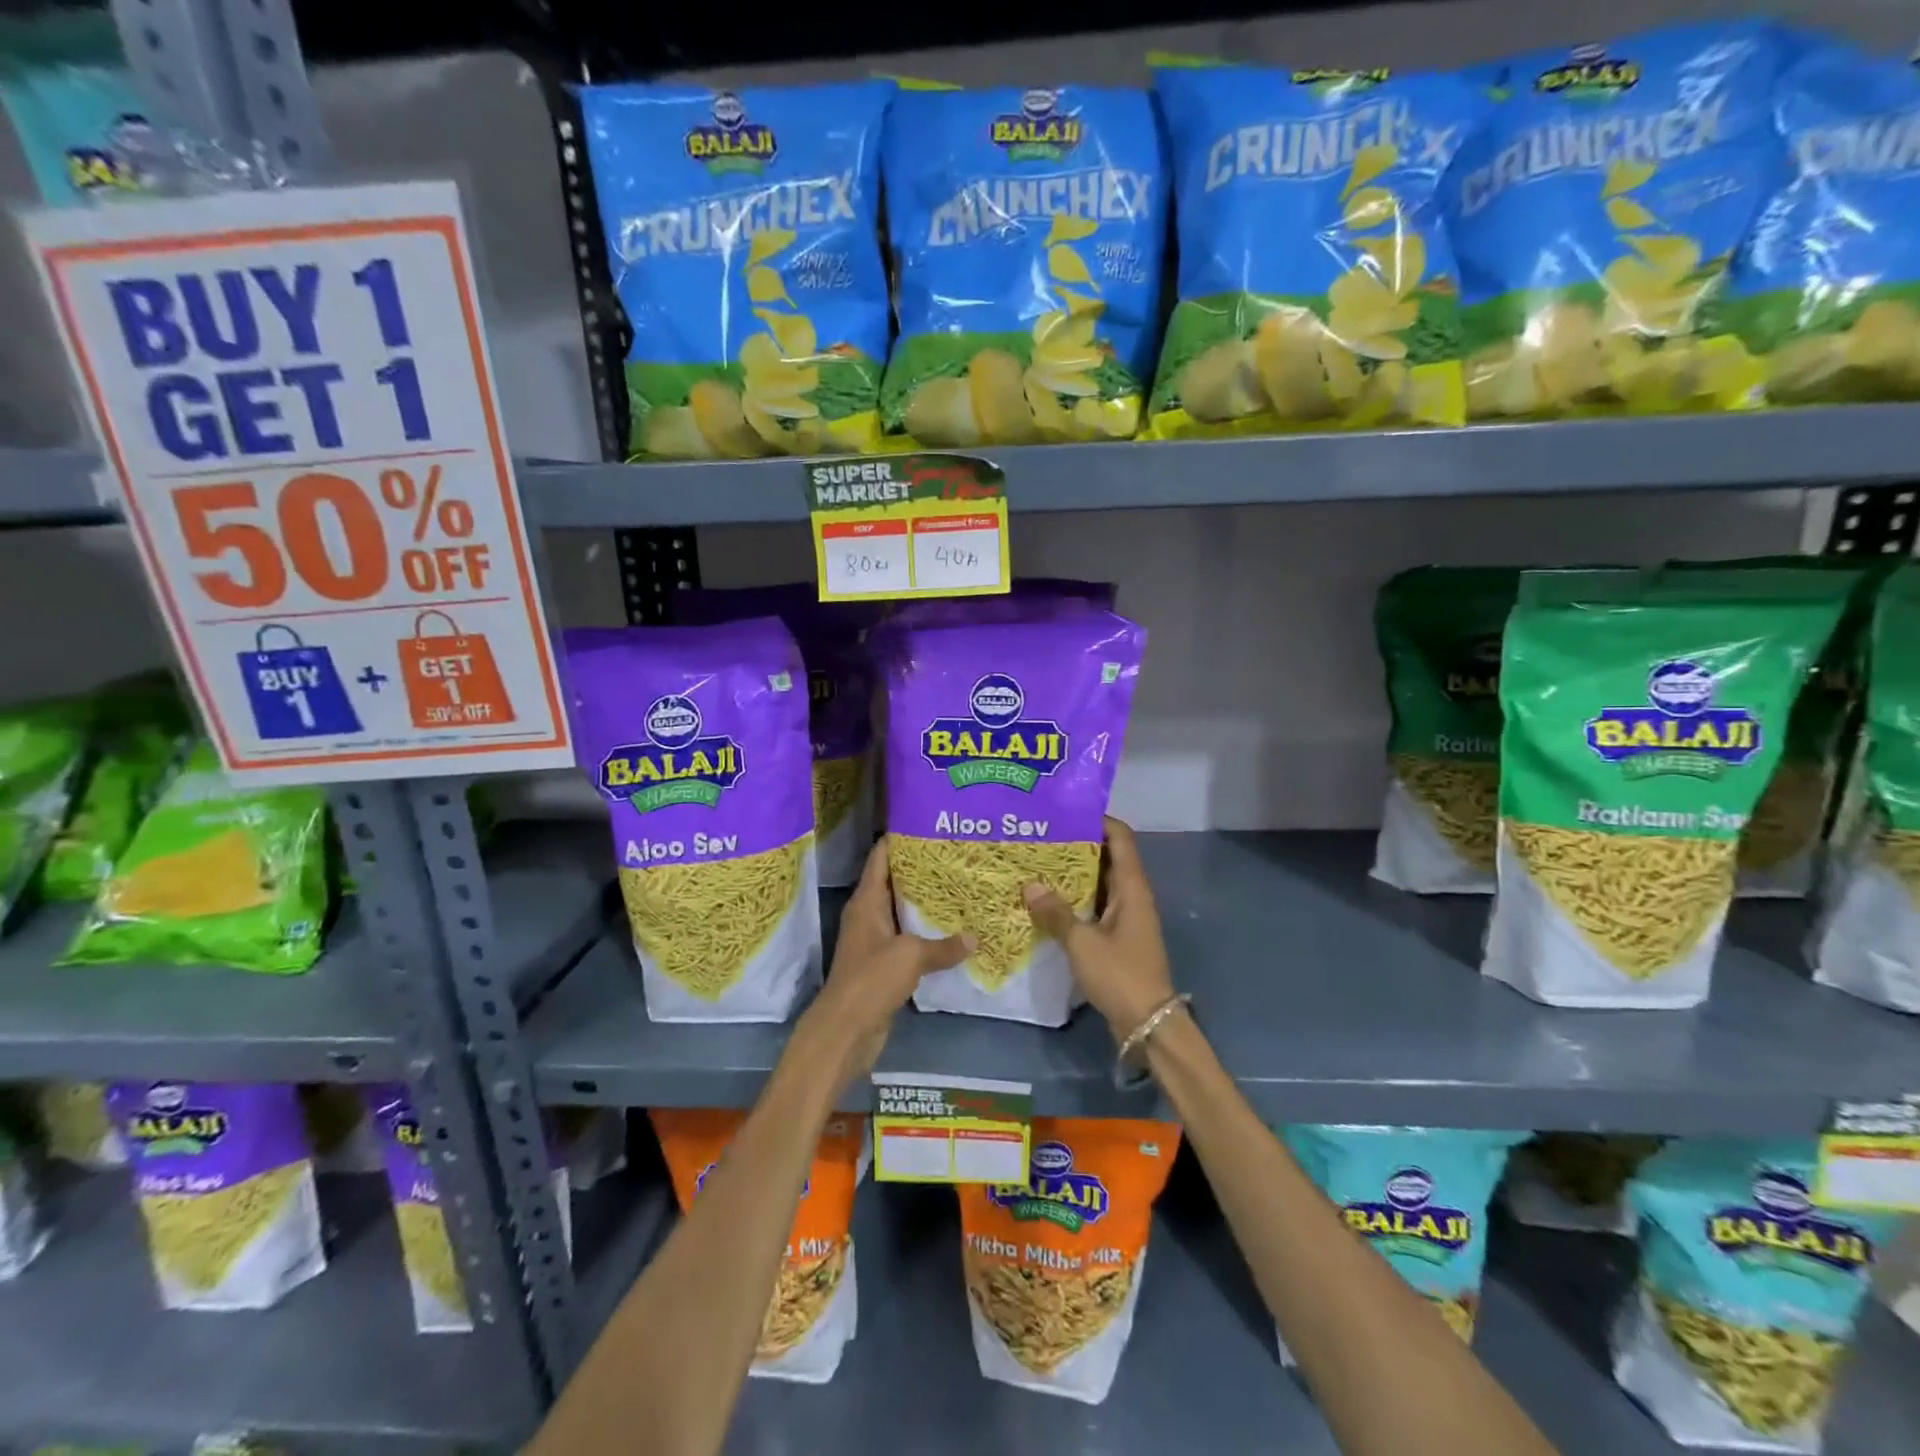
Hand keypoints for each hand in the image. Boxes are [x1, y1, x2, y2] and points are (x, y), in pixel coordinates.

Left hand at [801, 839, 971, 1084]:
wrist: (845, 1030)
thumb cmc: (871, 979)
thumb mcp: (911, 956)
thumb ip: (943, 946)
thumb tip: (974, 938)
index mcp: (866, 901)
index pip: (880, 857)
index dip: (899, 838)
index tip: (926, 824)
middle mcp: (868, 915)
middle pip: (893, 882)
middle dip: (920, 869)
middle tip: (954, 854)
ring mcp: (874, 940)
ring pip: (901, 911)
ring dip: (924, 902)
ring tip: (959, 886)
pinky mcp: (882, 964)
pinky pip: (907, 939)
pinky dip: (925, 933)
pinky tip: (951, 930)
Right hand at [1024, 816, 1175, 1044]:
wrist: (1148, 1022)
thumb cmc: (1120, 975)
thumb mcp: (1082, 943)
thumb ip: (1055, 913)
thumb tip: (1029, 885)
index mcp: (1131, 887)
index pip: (1120, 837)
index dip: (1097, 819)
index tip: (1065, 812)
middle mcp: (1132, 894)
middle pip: (1107, 856)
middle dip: (1077, 844)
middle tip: (1040, 836)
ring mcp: (1126, 916)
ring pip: (1099, 882)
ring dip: (1073, 873)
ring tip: (1037, 863)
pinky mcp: (1118, 935)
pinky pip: (1095, 905)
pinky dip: (1075, 898)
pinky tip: (1047, 901)